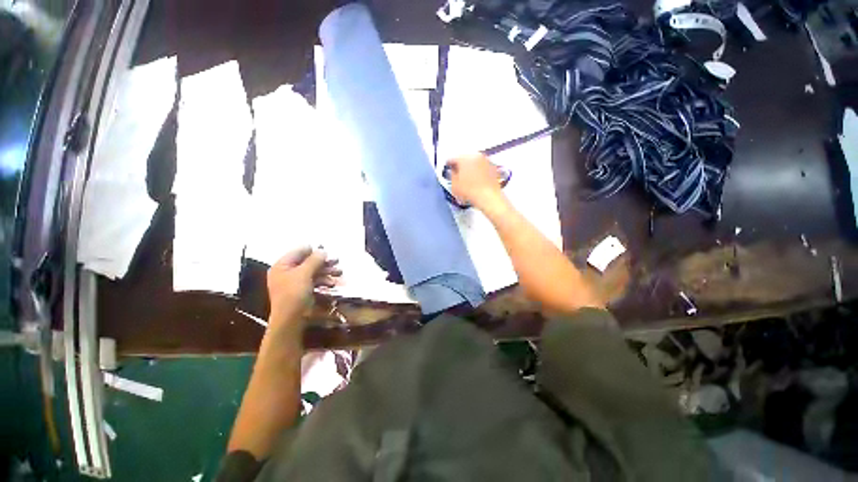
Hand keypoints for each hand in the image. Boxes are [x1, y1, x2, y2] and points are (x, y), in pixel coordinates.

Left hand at [266, 247, 340, 331]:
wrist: (289, 322)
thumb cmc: (293, 295)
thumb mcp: (303, 274)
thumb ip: (314, 260)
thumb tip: (322, 250)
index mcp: (281, 265)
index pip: (298, 252)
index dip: (313, 251)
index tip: (328, 252)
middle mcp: (285, 273)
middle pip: (305, 263)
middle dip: (322, 263)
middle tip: (337, 263)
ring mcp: (292, 285)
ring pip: (310, 274)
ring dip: (324, 273)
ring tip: (339, 274)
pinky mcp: (299, 295)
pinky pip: (310, 284)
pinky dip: (321, 283)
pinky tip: (332, 284)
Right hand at [445, 153, 506, 209]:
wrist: (489, 198)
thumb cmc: (471, 191)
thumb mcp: (454, 185)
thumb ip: (451, 175)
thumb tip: (453, 173)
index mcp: (464, 158)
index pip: (452, 158)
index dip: (449, 165)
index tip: (448, 169)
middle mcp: (476, 156)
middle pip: (465, 158)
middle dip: (461, 165)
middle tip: (458, 174)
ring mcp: (486, 161)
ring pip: (475, 162)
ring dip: (471, 168)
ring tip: (468, 178)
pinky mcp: (494, 168)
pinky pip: (483, 167)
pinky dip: (480, 172)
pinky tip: (478, 181)